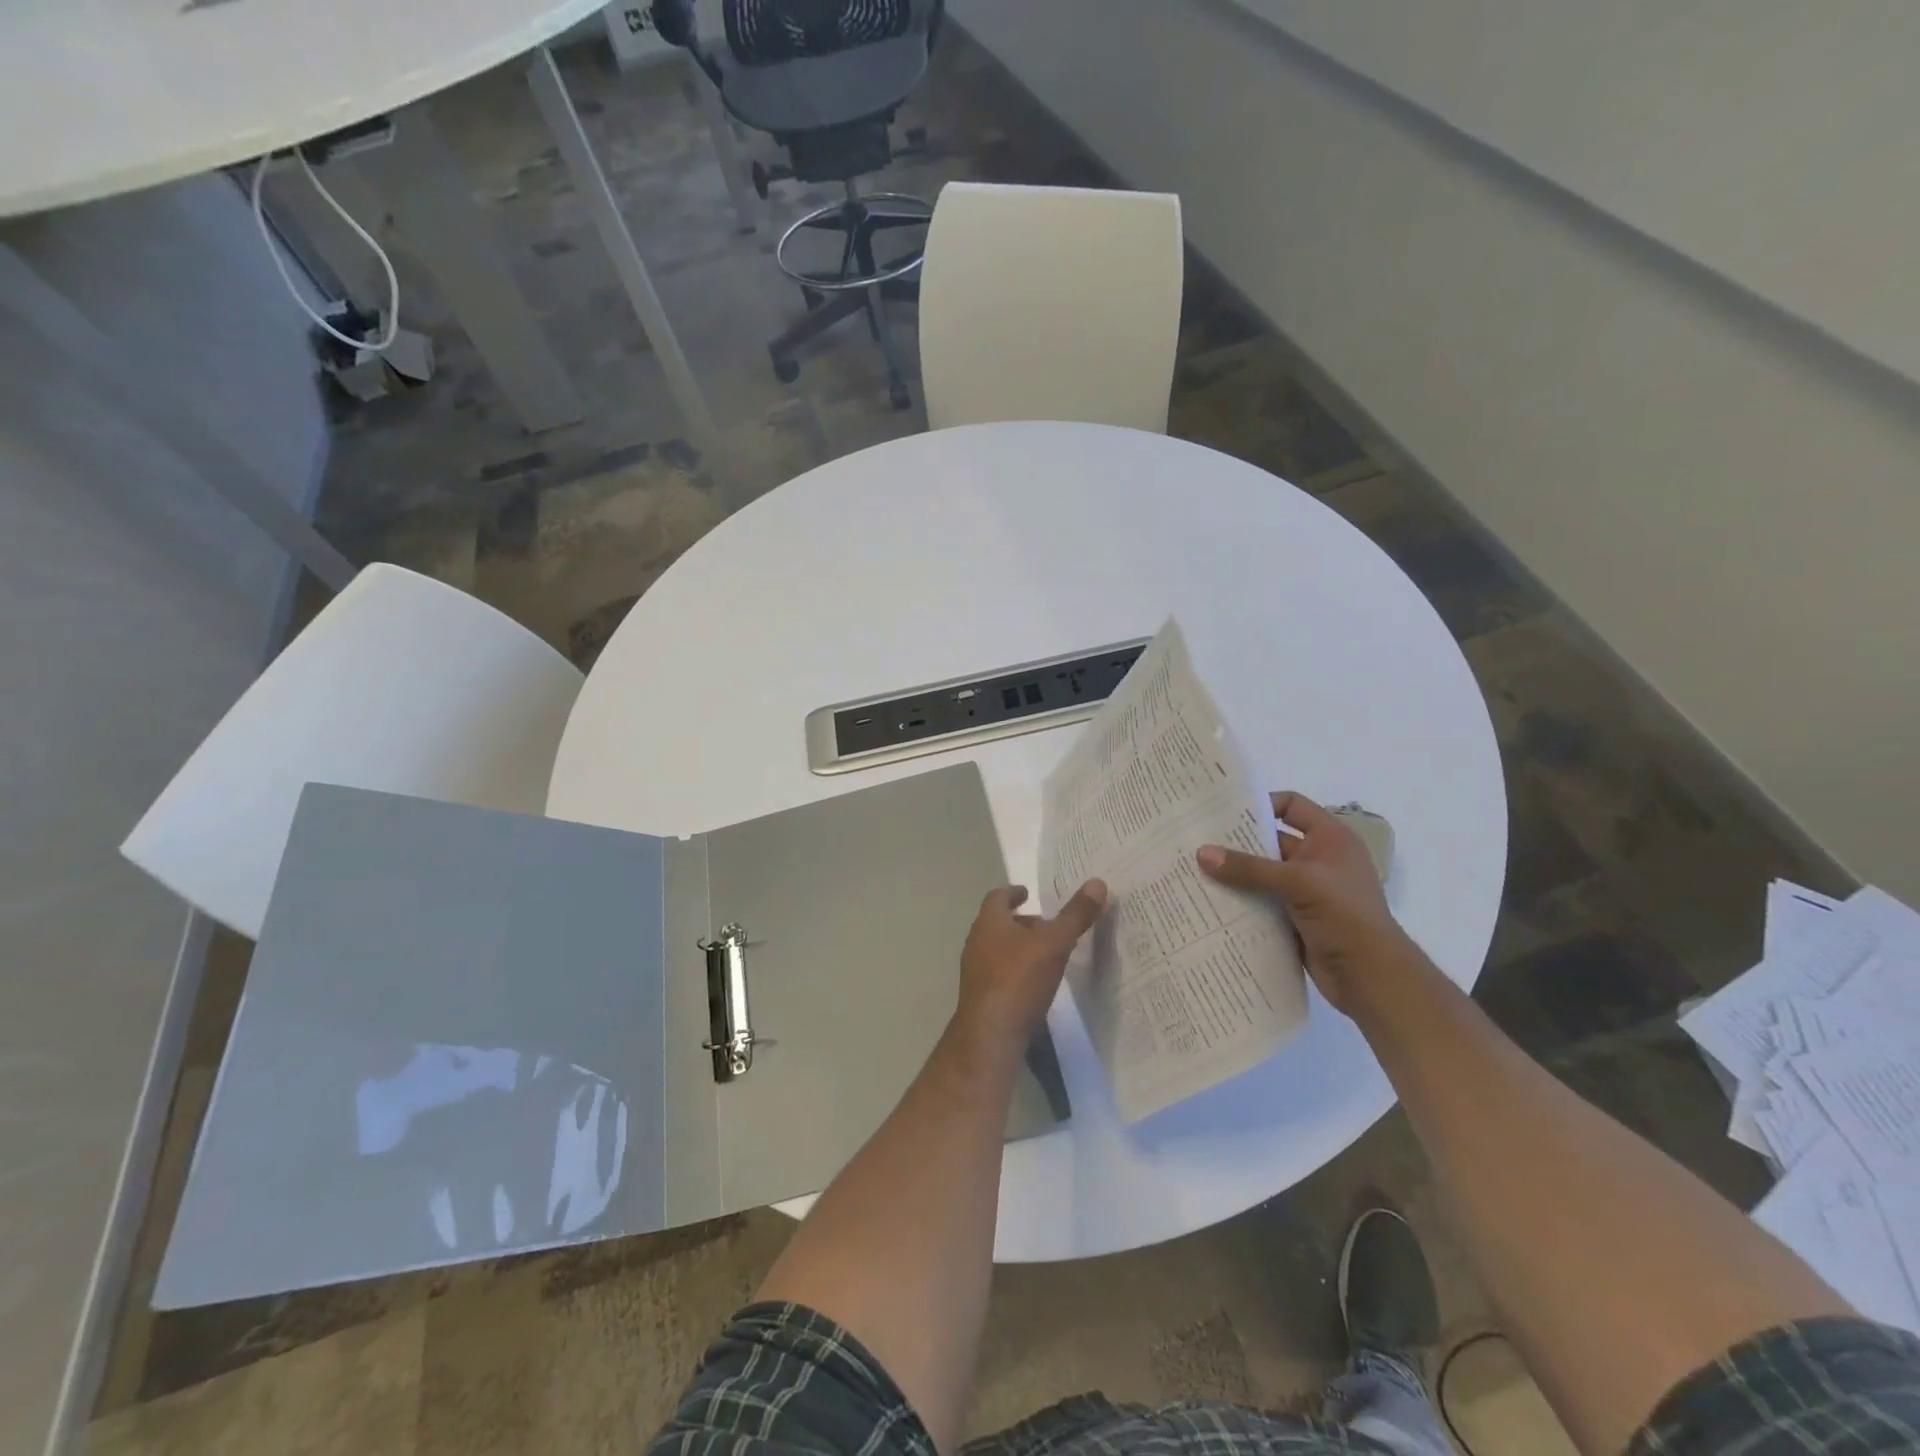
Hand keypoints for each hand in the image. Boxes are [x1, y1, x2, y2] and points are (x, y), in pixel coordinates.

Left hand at [956, 881, 1106, 1055]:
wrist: (990, 1035)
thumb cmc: (1019, 979)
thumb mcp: (1054, 944)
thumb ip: (1075, 915)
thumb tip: (1097, 882)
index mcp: (989, 923)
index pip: (998, 897)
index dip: (1013, 892)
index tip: (1028, 893)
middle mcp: (977, 942)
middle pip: (998, 924)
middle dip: (1022, 922)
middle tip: (1047, 925)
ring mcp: (976, 972)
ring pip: (998, 950)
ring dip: (1020, 947)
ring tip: (1047, 954)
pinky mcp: (981, 997)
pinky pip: (1000, 974)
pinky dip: (1017, 970)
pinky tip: (1036, 984)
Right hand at [1196, 792, 1412, 1015]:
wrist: (1372, 979)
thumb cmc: (1346, 917)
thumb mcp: (1299, 883)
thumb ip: (1249, 868)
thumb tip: (1201, 853)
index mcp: (1330, 840)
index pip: (1292, 806)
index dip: (1262, 804)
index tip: (1224, 812)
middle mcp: (1318, 861)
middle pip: (1271, 842)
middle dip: (1237, 842)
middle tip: (1197, 840)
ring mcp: (1307, 893)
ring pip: (1262, 875)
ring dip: (1234, 875)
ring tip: (1195, 870)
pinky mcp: (1295, 920)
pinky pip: (1261, 903)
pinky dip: (1240, 902)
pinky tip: (1211, 902)